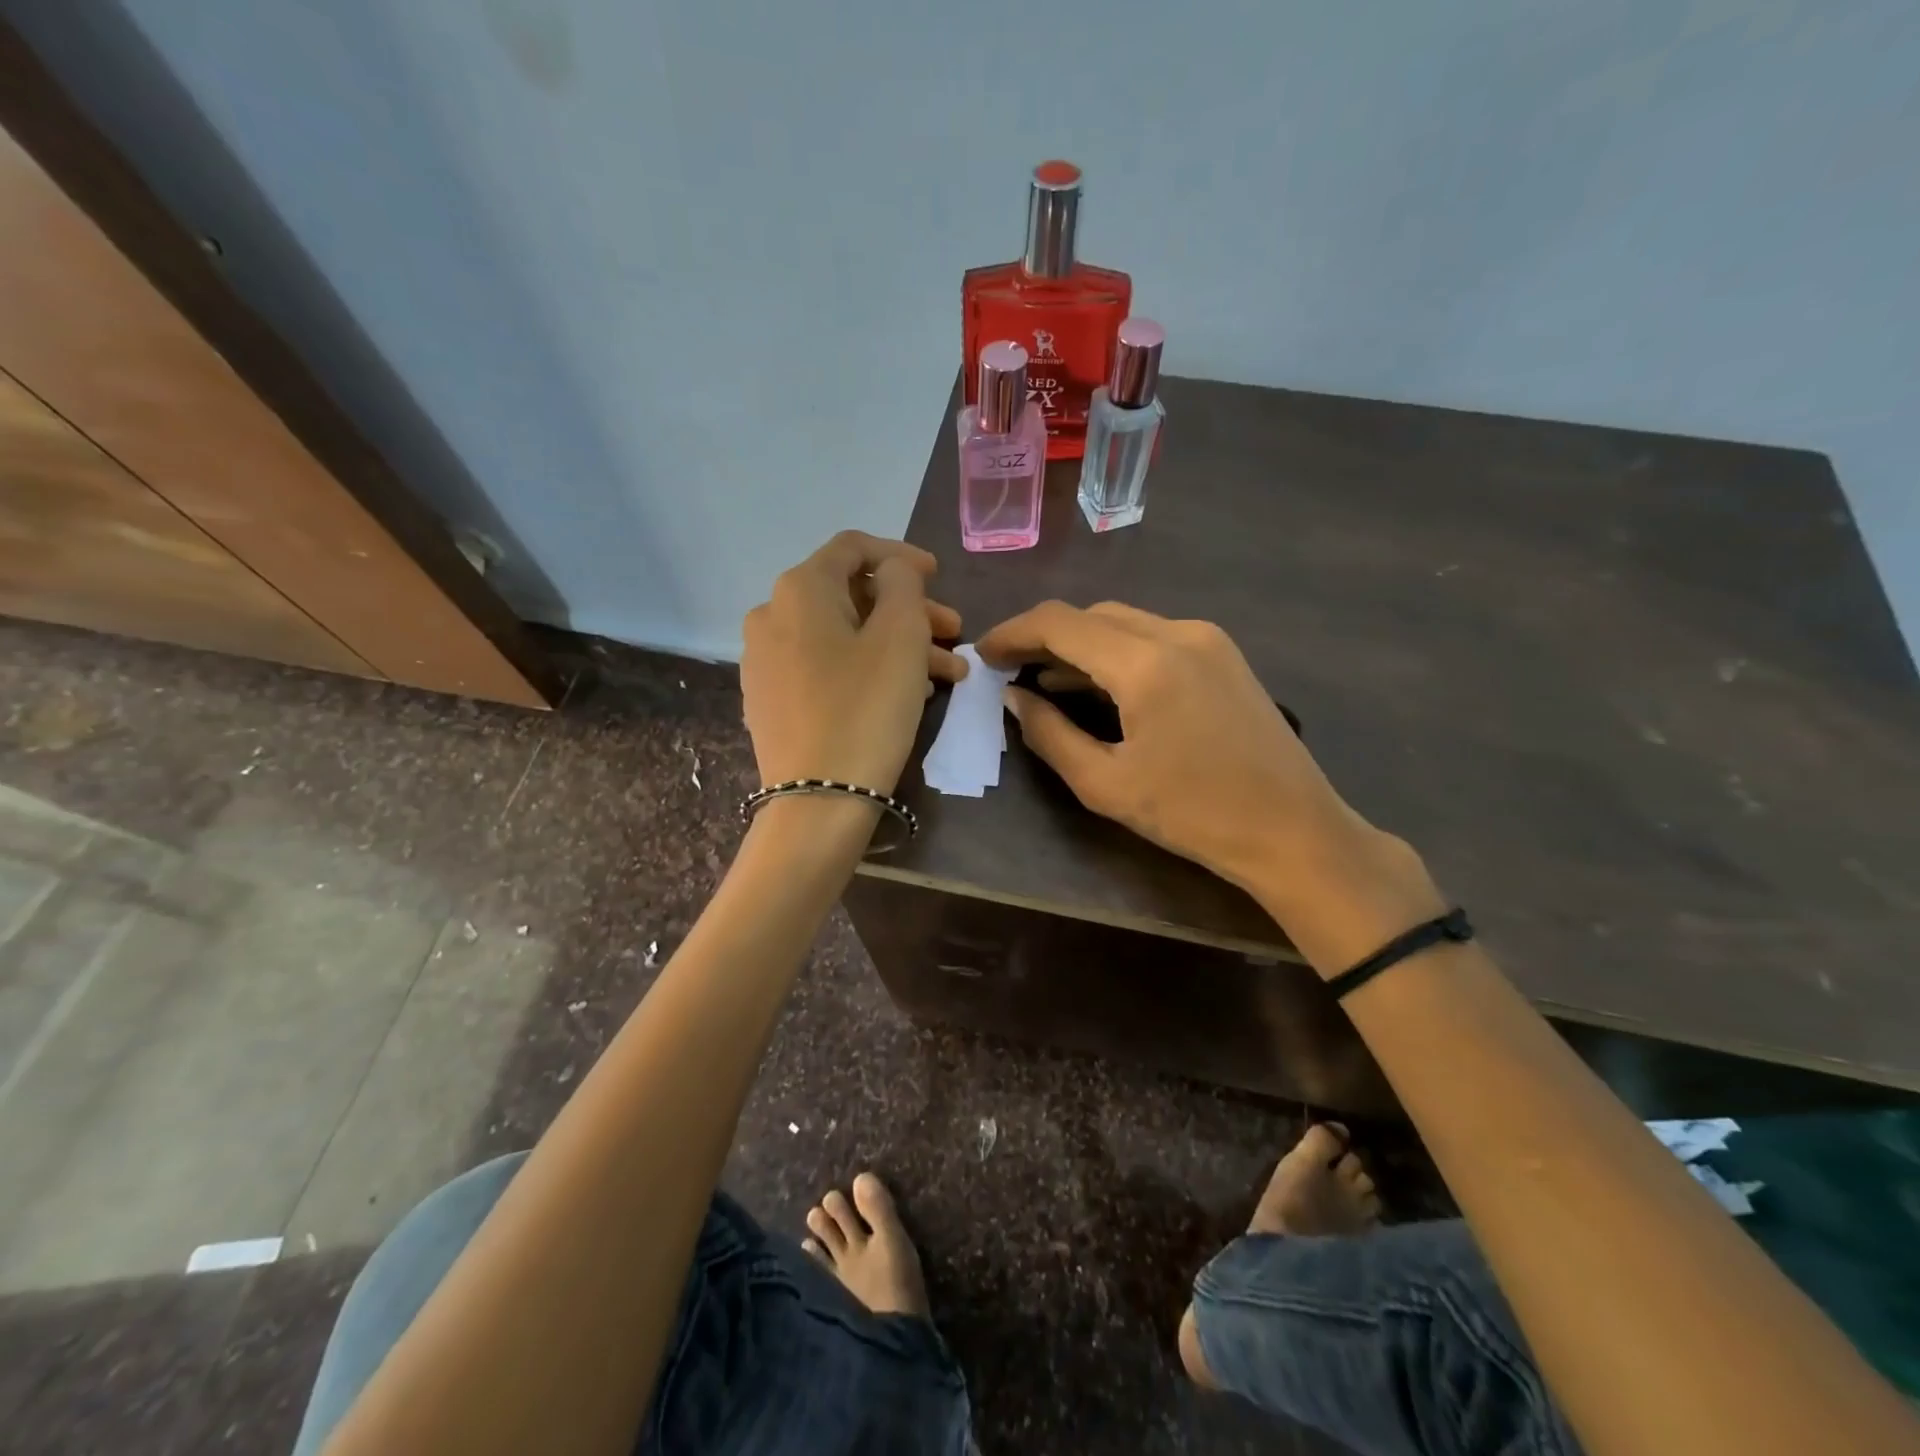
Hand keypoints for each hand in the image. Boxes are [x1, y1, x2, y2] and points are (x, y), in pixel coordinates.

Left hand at [741, 531, 965, 793]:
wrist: (817, 802)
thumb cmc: (866, 709)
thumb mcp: (900, 636)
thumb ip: (902, 584)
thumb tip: (891, 572)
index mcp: (798, 590)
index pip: (852, 548)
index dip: (900, 556)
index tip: (939, 576)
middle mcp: (771, 616)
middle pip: (851, 597)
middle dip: (909, 611)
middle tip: (953, 634)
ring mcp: (766, 662)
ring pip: (844, 637)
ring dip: (898, 646)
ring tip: (945, 675)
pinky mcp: (771, 701)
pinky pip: (826, 668)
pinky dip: (868, 669)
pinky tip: (905, 694)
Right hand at [977, 602, 1442, 967]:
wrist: (1293, 830)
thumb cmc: (1194, 815)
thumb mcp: (1106, 784)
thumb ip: (1050, 734)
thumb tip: (1016, 697)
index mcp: (1145, 664)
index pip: (1060, 623)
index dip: (1013, 632)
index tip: (983, 655)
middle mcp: (1178, 633)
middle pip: (1091, 615)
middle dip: (1044, 636)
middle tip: (1010, 669)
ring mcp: (1207, 639)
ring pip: (1123, 622)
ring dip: (1080, 645)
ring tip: (1042, 679)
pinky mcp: (1223, 654)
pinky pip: (1153, 638)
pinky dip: (1115, 653)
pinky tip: (1097, 685)